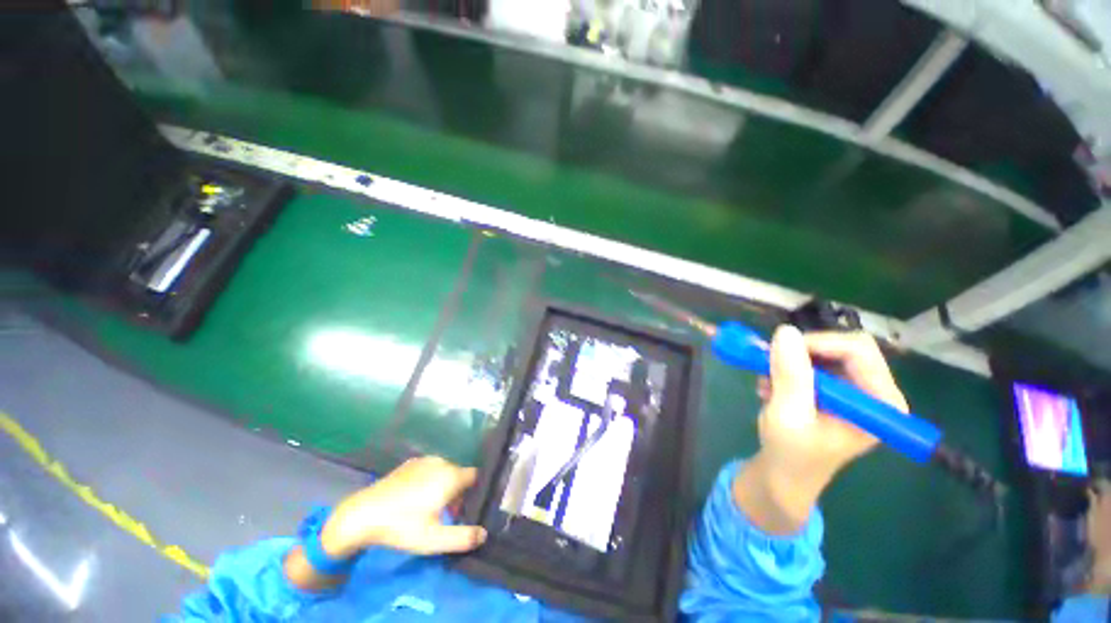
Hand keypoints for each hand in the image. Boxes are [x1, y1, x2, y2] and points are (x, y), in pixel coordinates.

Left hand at [321, 456, 487, 557]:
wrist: (363, 514)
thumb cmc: (402, 526)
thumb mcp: (434, 539)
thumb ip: (462, 537)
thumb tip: (484, 534)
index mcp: (450, 476)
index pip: (474, 477)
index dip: (474, 492)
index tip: (467, 509)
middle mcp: (441, 462)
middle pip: (459, 475)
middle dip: (458, 492)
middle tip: (447, 515)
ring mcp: (424, 460)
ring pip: (444, 472)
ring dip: (443, 486)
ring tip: (431, 508)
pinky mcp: (409, 463)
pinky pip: (429, 470)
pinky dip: (429, 480)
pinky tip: (415, 499)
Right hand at [755, 326, 907, 487]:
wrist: (785, 473)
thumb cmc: (791, 452)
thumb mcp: (788, 414)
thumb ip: (790, 374)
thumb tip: (785, 331)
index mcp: (880, 402)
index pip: (859, 351)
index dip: (817, 344)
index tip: (779, 352)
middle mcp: (874, 391)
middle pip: (841, 347)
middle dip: (800, 354)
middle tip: (769, 365)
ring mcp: (854, 389)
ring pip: (822, 352)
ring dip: (788, 363)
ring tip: (767, 384)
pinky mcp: (835, 389)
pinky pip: (811, 362)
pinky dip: (786, 370)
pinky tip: (771, 388)